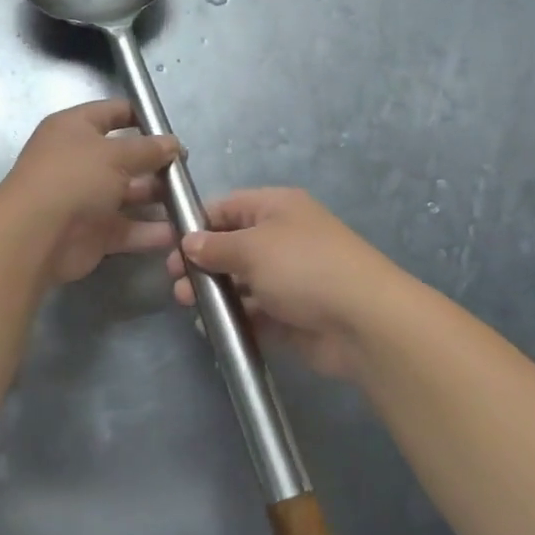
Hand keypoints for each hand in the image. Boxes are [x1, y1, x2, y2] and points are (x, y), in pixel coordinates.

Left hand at [0, 100, 179, 284]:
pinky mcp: (93, 233)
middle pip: (125, 157)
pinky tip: (180, 232)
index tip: (173, 131)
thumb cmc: (73, 178)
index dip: (142, 117)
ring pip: (129, 195)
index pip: (113, 112)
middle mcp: (79, 160)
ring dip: (158, 198)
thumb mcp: (115, 154)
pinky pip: (128, 228)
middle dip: (156, 163)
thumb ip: (148, 149)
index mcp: (75, 128)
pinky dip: (151, 231)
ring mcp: (86, 198)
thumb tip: (173, 144)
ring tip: (190, 201)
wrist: (35, 235)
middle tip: (188, 171)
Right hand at [166, 188, 397, 379]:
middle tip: (176, 282)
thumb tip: (190, 243)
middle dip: (202, 262)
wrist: (364, 321)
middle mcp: (283, 239)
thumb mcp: (252, 248)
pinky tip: (212, 327)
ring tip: (189, 304)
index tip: (169, 245)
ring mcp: (290, 279)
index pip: (227, 207)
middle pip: (232, 245)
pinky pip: (256, 313)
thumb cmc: (304, 267)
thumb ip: (215, 246)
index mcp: (277, 208)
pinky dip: (235, 318)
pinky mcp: (293, 315)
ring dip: (215, 291)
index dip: (197, 223)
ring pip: (242, 281)